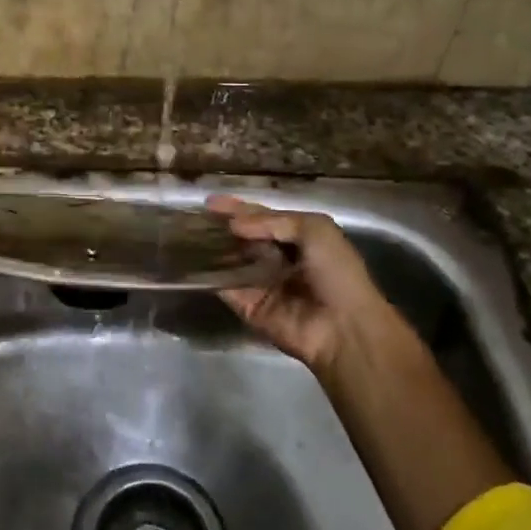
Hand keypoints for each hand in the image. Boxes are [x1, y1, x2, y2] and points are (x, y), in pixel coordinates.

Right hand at [207, 195, 428, 394]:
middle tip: (194, 217)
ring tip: (186, 234)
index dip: (237, 208)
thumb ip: (273, 221)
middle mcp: (276, 258)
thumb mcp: (315, 230)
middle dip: (221, 227)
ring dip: (212, 248)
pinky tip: (190, 262)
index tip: (209, 202)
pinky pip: (225, 287)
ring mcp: (260, 283)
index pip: (261, 218)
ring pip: (230, 260)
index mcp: (297, 238)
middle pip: (242, 238)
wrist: (344, 327)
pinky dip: (209, 276)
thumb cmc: (336, 273)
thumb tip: (233, 225)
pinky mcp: (248, 306)